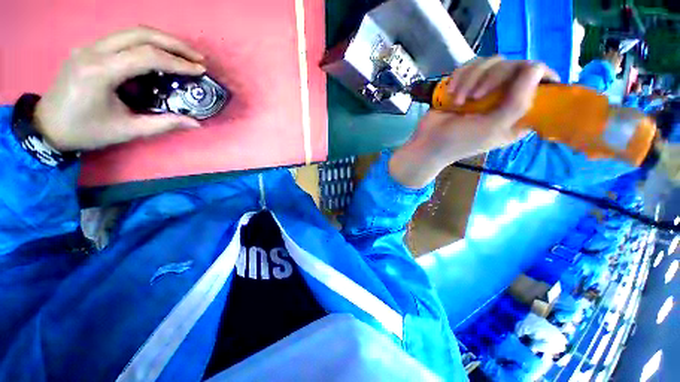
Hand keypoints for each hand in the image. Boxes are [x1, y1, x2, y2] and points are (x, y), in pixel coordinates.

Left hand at [34, 26, 206, 150]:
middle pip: (140, 34)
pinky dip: (146, 44)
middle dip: (173, 43)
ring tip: (183, 54)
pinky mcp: (89, 49)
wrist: (48, 126)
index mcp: (100, 72)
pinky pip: (122, 39)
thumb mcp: (128, 131)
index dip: (178, 62)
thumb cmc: (86, 131)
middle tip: (197, 57)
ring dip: (162, 40)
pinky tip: (159, 55)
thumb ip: (163, 124)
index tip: (200, 70)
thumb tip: (195, 123)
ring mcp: (89, 46)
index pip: (146, 57)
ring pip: (131, 32)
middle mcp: (93, 51)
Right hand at [390, 57, 559, 187]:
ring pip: (491, 63)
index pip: (541, 84)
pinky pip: (471, 66)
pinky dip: (460, 76)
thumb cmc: (460, 141)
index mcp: (519, 114)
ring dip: (471, 79)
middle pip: (514, 67)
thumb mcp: (493, 127)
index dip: (536, 76)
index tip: (522, 76)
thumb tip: (536, 67)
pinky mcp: (467, 84)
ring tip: (458, 99)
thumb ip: (519, 102)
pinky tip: (451, 92)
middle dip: (492, 78)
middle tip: (475, 96)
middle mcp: (505, 98)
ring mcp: (485, 90)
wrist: (428, 143)